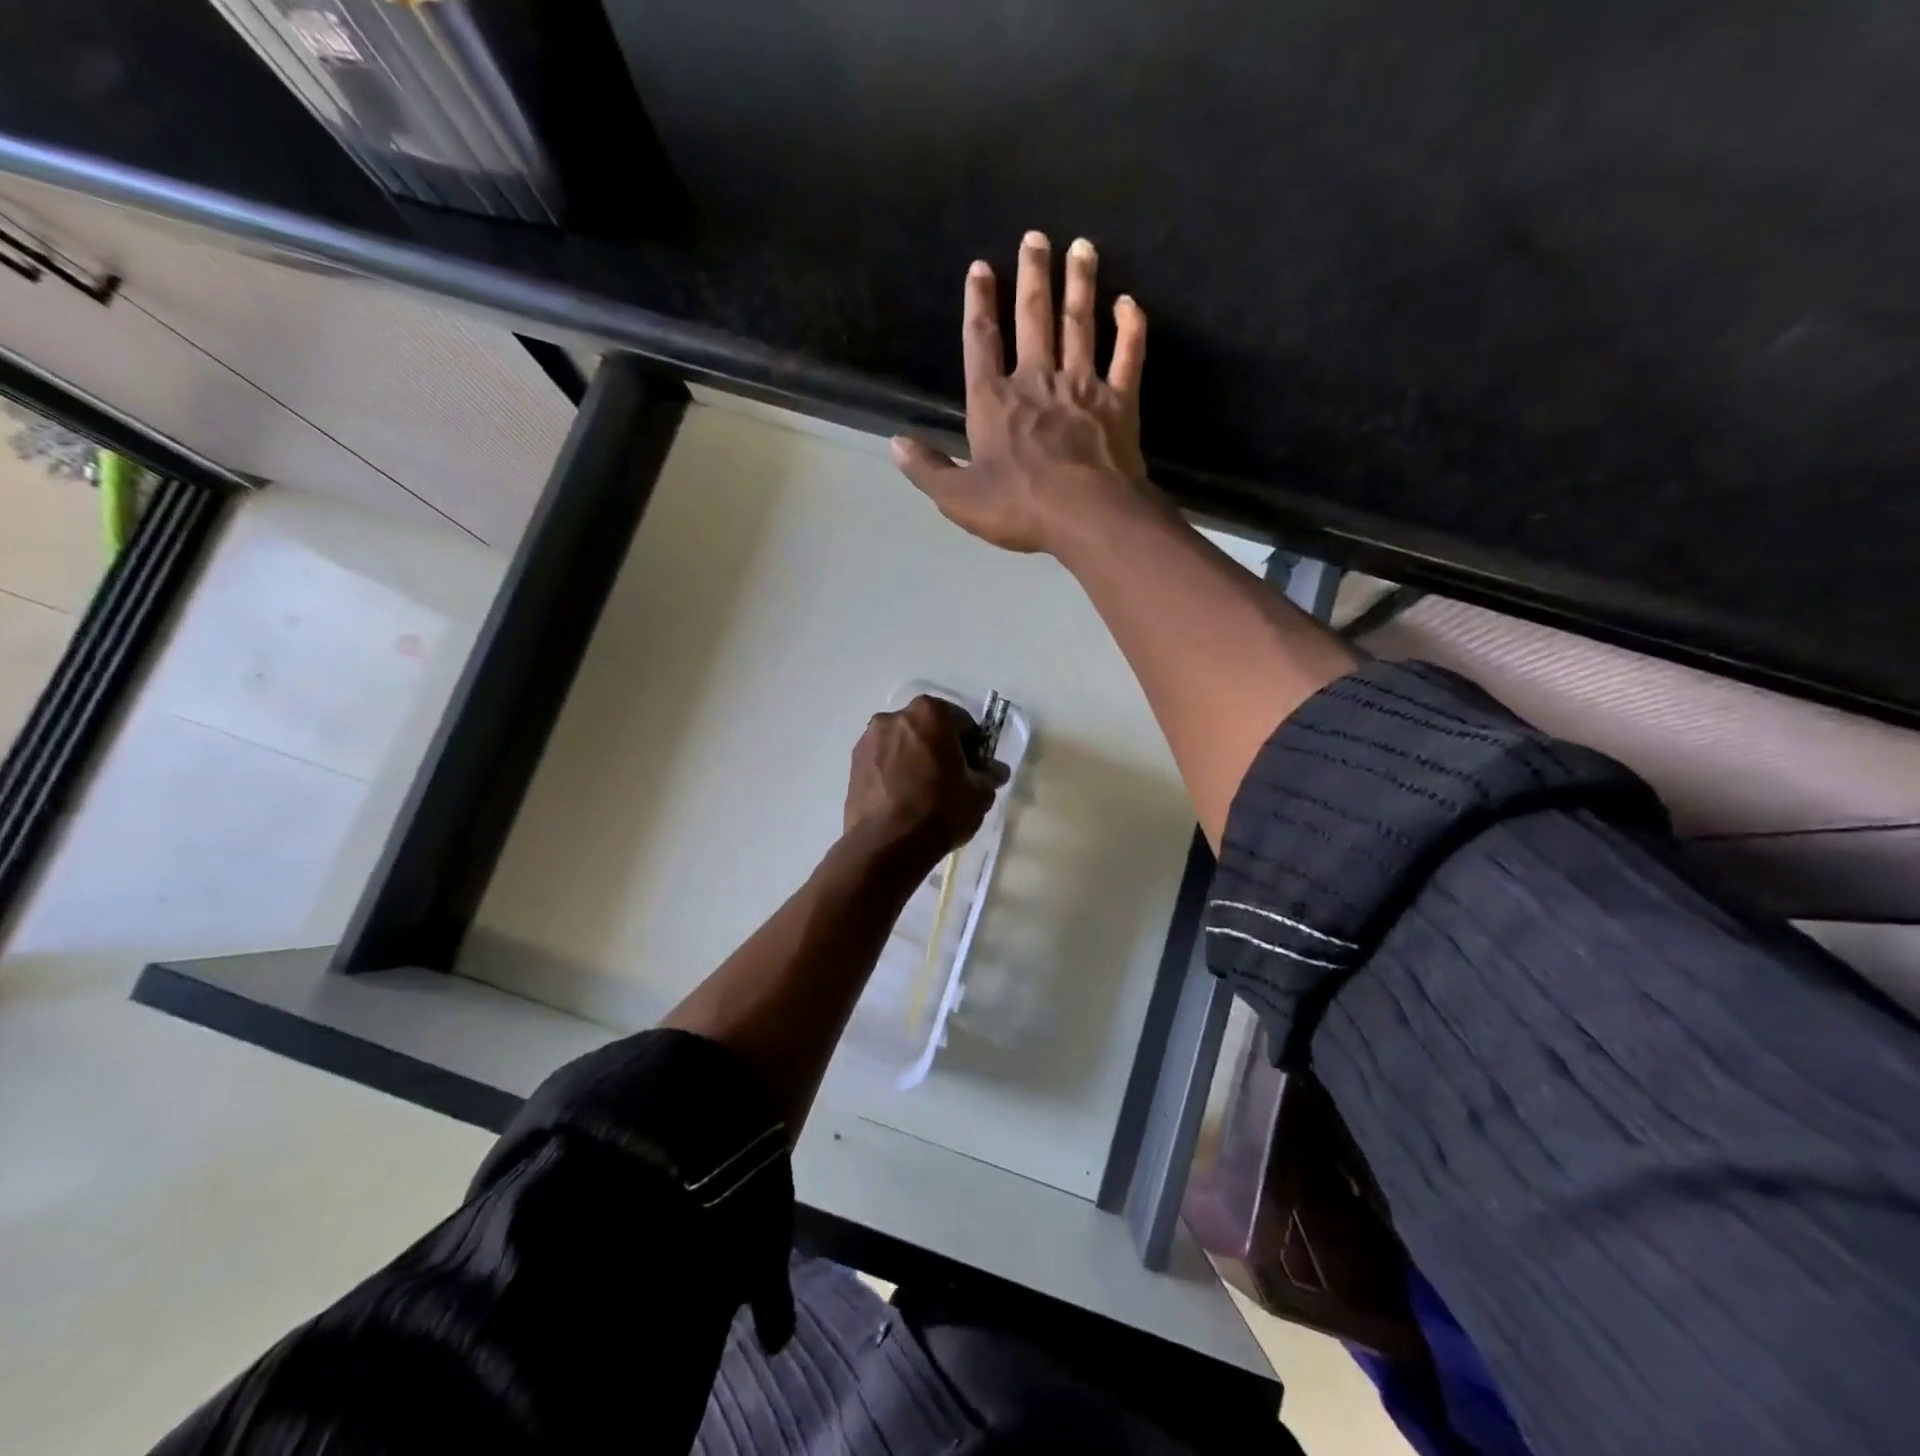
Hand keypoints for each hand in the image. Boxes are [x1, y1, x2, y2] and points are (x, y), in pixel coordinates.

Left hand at [844, 696, 1007, 859]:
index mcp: (930, 713)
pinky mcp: (853, 763)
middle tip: (951, 780)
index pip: (963, 723)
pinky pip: (883, 761)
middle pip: (929, 728)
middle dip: (941, 748)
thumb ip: (989, 775)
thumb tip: (994, 771)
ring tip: (923, 792)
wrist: (887, 843)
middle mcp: (895, 716)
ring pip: (903, 744)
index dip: (974, 747)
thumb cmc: (940, 809)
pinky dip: (894, 772)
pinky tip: (902, 798)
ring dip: (915, 758)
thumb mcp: (979, 794)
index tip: (975, 770)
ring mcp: (869, 739)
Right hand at [891, 231, 1152, 554]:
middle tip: (1036, 236)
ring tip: (1082, 247)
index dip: (979, 303)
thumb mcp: (958, 498)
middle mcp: (1036, 381)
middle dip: (1032, 275)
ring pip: (1079, 324)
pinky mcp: (1119, 401)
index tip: (981, 268)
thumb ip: (927, 469)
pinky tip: (1130, 303)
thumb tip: (895, 444)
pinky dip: (1130, 328)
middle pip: (1033, 318)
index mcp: (993, 401)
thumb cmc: (1018, 508)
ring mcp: (1081, 387)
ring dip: (1079, 284)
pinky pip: (1128, 356)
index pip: (981, 341)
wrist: (1086, 516)